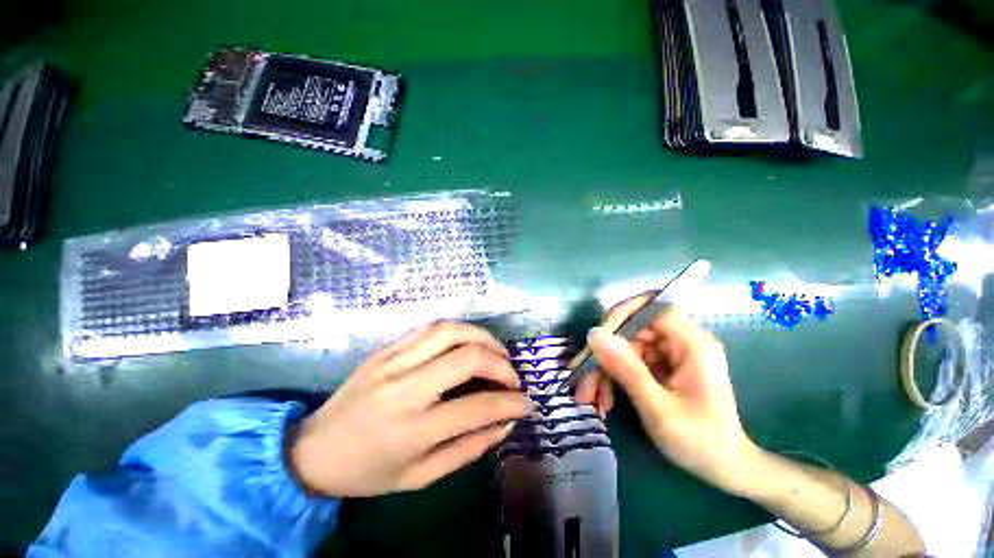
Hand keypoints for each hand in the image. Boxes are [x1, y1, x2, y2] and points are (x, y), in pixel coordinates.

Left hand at [289, 322, 533, 496]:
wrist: (313, 450)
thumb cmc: (368, 471)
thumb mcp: (421, 477)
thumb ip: (469, 448)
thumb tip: (505, 423)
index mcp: (412, 429)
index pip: (477, 407)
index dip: (511, 403)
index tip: (527, 403)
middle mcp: (405, 388)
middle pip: (467, 357)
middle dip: (501, 363)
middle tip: (512, 376)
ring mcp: (393, 361)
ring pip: (450, 331)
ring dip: (482, 337)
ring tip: (496, 352)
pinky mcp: (387, 348)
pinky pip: (430, 327)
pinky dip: (458, 330)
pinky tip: (468, 342)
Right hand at [575, 294, 759, 494]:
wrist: (723, 469)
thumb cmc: (700, 443)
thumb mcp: (658, 408)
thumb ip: (627, 369)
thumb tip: (594, 334)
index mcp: (692, 344)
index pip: (653, 307)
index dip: (623, 314)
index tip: (598, 338)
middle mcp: (680, 342)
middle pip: (632, 330)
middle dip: (605, 354)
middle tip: (585, 379)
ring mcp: (669, 355)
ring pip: (625, 348)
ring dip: (604, 371)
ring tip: (591, 399)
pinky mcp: (660, 367)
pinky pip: (628, 362)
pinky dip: (613, 379)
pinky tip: (605, 400)